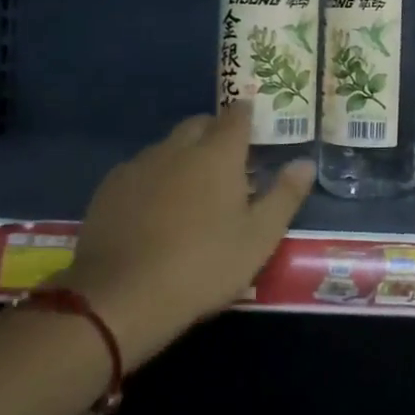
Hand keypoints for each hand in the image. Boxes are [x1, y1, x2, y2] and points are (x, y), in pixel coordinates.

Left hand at [59, 105, 313, 363]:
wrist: (122, 298)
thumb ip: (285, 195)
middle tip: (230, 162)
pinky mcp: (108, 189)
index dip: (248, 115)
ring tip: (193, 189)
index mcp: (218, 154)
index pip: (237, 116)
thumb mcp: (260, 237)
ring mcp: (139, 166)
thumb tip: (305, 162)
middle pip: (199, 124)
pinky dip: (155, 177)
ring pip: (168, 146)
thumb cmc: (204, 265)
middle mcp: (177, 148)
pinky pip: (140, 169)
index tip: (256, 126)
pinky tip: (156, 208)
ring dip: (184, 155)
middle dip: (216, 133)